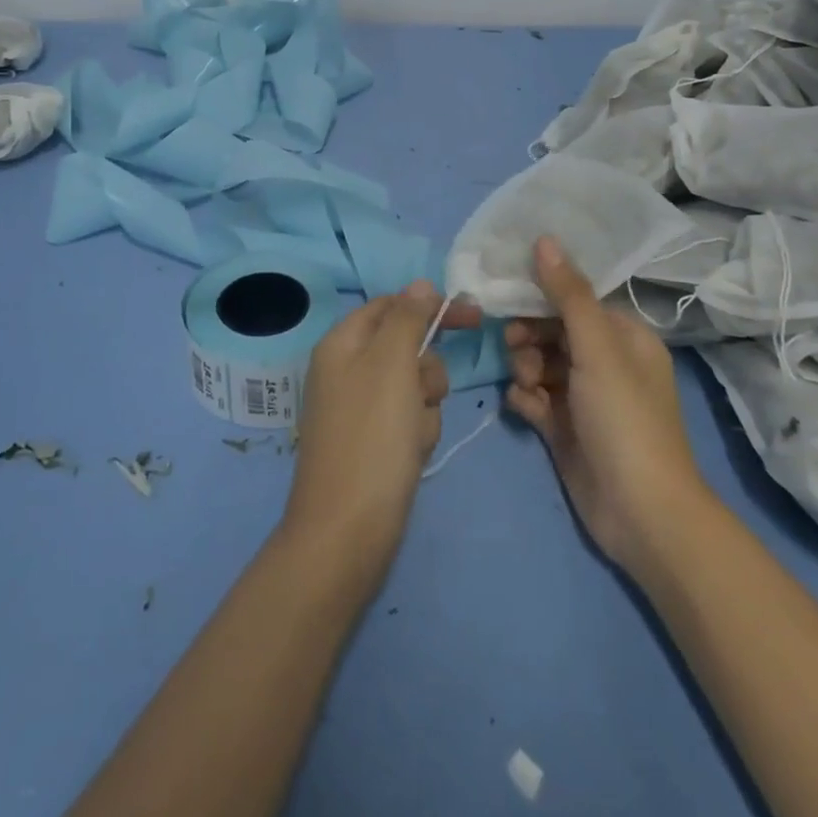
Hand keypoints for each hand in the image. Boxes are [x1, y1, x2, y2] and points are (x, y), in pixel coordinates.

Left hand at [279, 282, 479, 589]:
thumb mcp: (391, 363)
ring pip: (416, 385)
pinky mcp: (374, 441)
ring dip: (425, 406)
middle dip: (427, 370)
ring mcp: (360, 408)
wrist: (348, 532)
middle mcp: (347, 369)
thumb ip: (407, 317)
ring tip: (412, 435)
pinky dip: (418, 433)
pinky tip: (410, 456)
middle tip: (422, 393)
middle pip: (408, 347)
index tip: (474, 317)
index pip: (393, 305)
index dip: (431, 307)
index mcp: (342, 343)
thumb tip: (420, 284)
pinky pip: (410, 419)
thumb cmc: (372, 437)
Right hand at [505, 237, 712, 578]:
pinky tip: (526, 410)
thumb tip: (544, 239)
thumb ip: (568, 294)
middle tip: (515, 347)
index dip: (542, 295)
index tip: (509, 294)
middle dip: (529, 336)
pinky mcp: (565, 428)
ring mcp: (584, 397)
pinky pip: (535, 398)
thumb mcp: (597, 349)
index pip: (575, 300)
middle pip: (552, 330)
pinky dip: (526, 400)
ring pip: (539, 363)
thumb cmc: (625, 419)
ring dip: (524, 368)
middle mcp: (605, 361)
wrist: (641, 515)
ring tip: (527, 386)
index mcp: (624, 337)